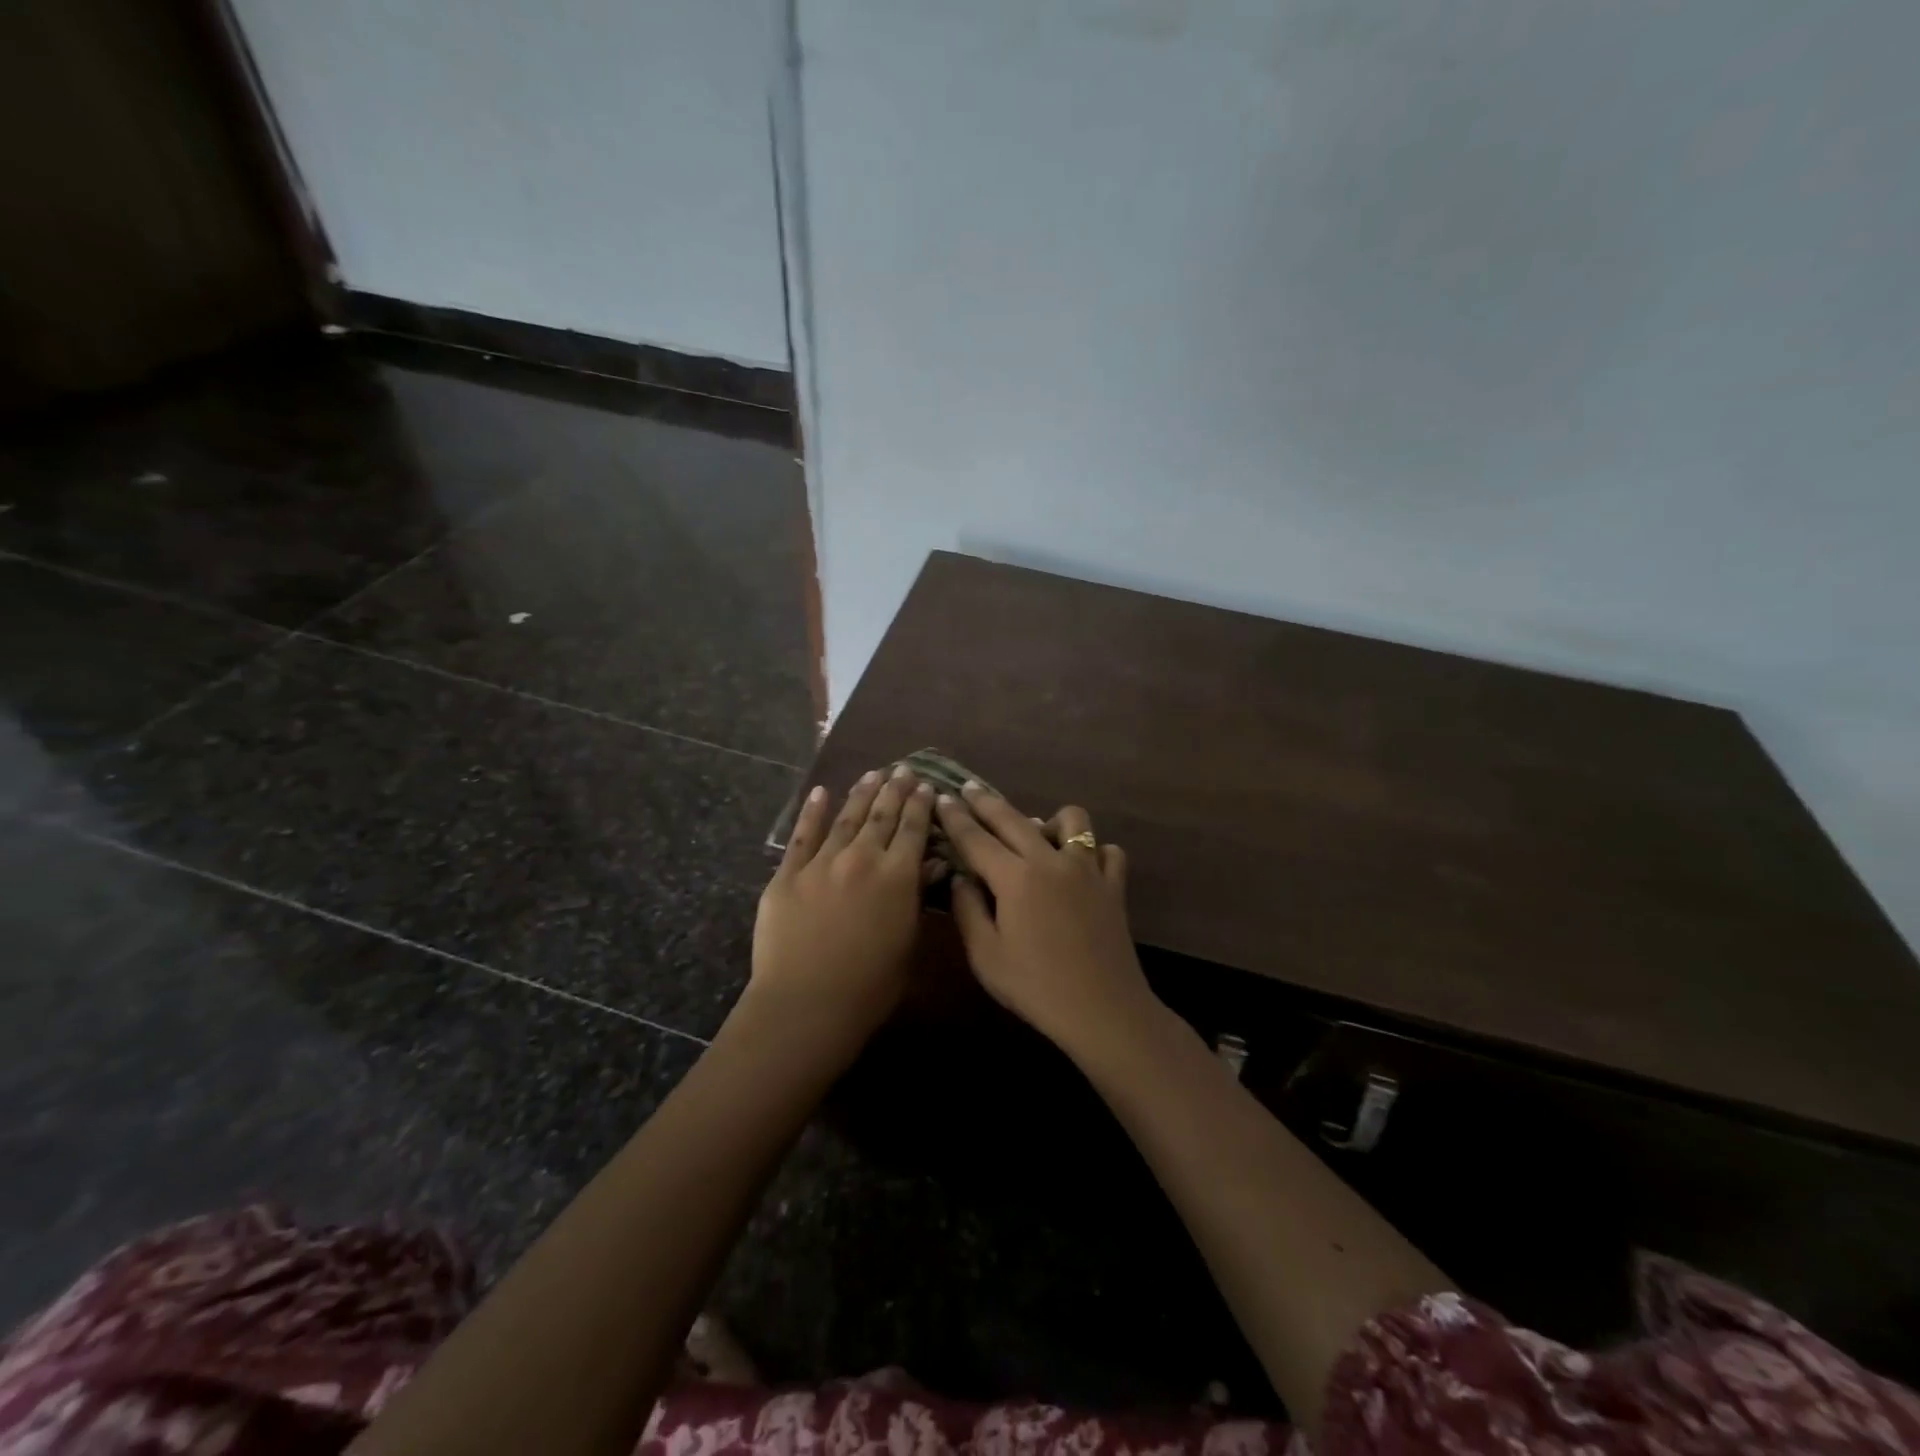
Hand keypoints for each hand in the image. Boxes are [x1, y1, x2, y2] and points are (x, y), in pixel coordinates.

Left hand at [748, 767, 934, 1046]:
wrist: (807, 1004)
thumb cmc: (870, 987)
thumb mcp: (907, 943)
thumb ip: (917, 898)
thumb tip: (932, 863)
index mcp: (897, 877)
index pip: (914, 830)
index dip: (921, 806)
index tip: (927, 786)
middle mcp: (862, 858)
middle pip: (882, 815)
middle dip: (895, 789)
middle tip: (904, 769)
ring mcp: (821, 863)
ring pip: (846, 818)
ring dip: (861, 793)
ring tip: (872, 773)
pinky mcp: (788, 874)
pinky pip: (802, 836)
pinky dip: (812, 812)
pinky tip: (820, 792)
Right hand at [935, 783, 1161, 1059]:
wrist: (1102, 1010)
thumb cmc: (1036, 987)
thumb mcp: (986, 956)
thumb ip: (968, 911)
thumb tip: (960, 878)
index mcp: (1015, 878)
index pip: (976, 838)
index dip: (955, 817)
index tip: (941, 798)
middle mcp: (1051, 861)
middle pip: (1014, 819)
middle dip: (986, 802)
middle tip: (968, 791)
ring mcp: (1087, 870)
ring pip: (1072, 821)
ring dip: (1049, 821)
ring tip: (1037, 836)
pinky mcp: (1113, 886)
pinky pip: (1107, 852)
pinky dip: (1094, 852)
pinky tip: (1082, 867)